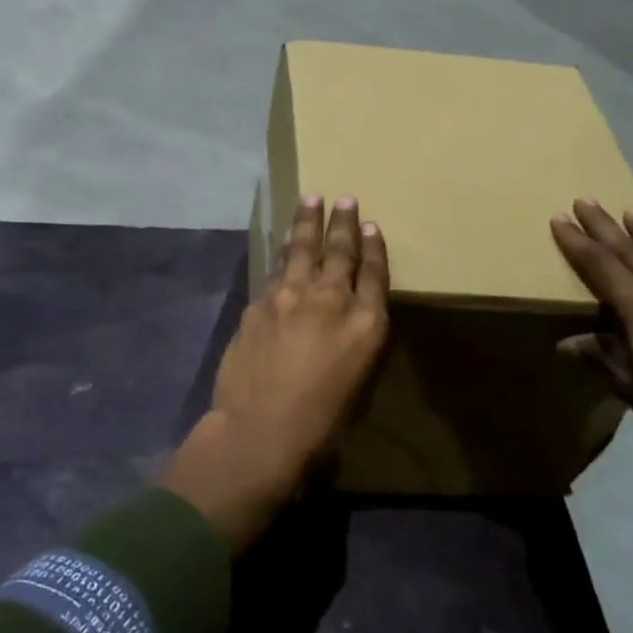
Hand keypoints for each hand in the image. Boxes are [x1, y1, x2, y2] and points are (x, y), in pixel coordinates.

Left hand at [165, 195, 389, 553]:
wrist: (259, 433)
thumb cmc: (320, 426)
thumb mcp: (357, 383)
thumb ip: (354, 343)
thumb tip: (343, 324)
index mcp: (366, 326)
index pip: (374, 274)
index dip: (373, 247)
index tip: (371, 225)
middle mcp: (331, 301)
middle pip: (340, 251)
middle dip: (343, 223)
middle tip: (344, 199)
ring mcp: (291, 297)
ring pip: (302, 249)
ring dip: (308, 223)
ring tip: (311, 200)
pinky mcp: (259, 303)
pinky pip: (276, 270)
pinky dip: (283, 254)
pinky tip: (284, 245)